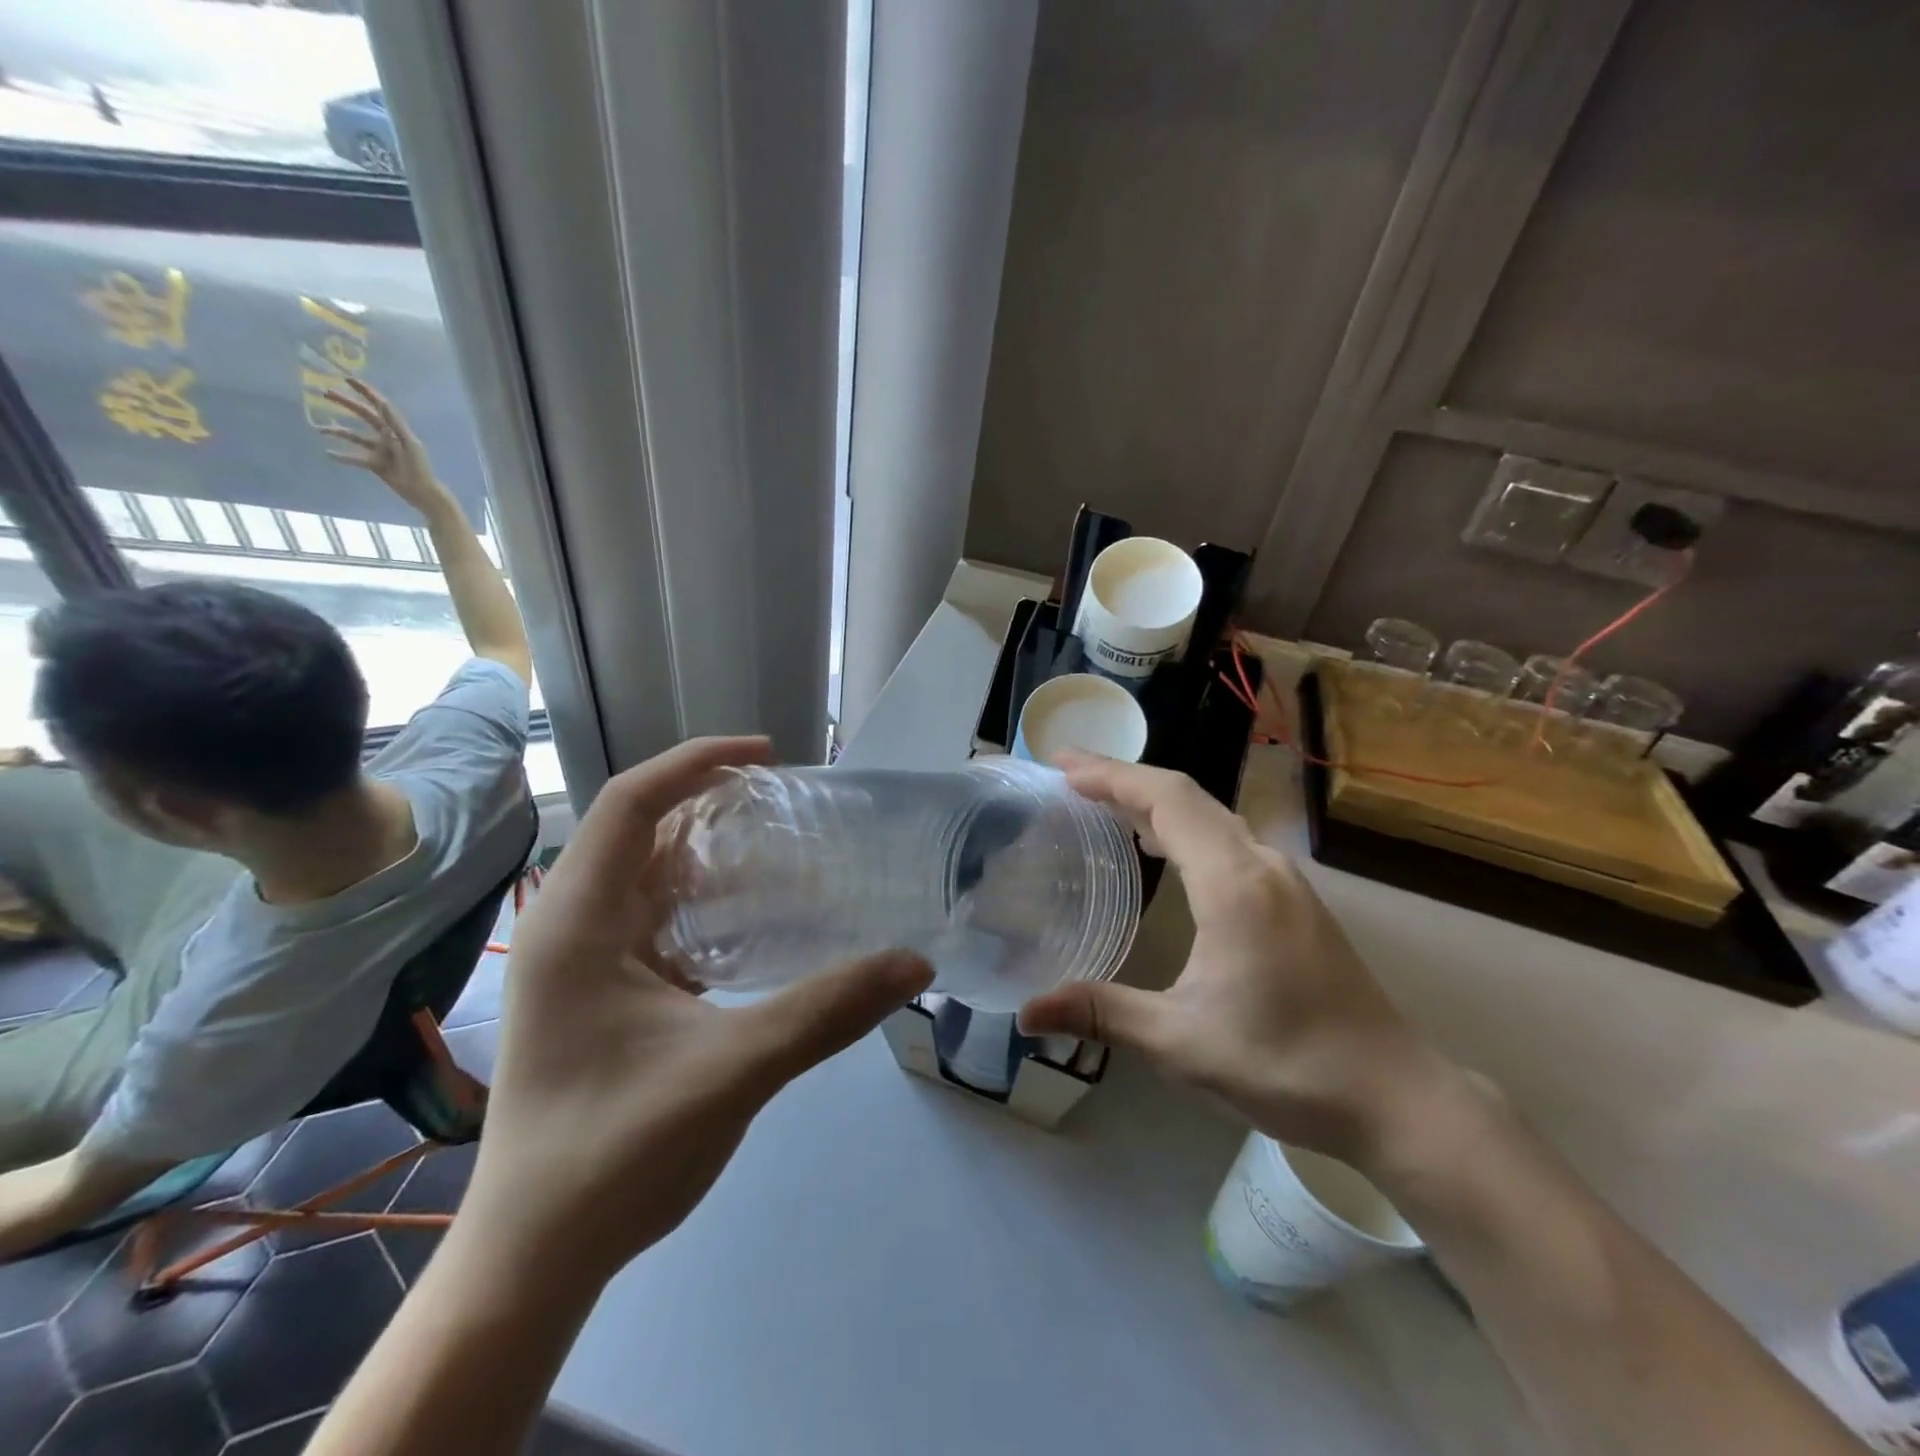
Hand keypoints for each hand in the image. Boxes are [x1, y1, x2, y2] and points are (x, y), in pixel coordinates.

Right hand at [317, 377, 447, 515]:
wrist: (422, 492)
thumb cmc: (419, 467)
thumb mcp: (409, 443)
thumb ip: (395, 424)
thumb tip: (382, 403)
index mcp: (396, 429)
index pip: (379, 406)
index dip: (365, 391)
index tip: (347, 379)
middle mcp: (387, 436)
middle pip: (363, 415)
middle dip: (346, 403)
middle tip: (324, 393)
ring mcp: (380, 449)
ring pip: (355, 436)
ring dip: (338, 432)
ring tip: (319, 429)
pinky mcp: (376, 463)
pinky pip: (356, 457)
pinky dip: (343, 456)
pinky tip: (329, 454)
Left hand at [459, 736, 932, 1279]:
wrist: (536, 1257)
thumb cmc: (614, 1156)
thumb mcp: (731, 1073)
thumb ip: (825, 1012)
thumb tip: (915, 962)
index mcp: (579, 923)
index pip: (631, 803)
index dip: (696, 763)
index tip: (767, 757)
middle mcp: (571, 927)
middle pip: (641, 832)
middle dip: (710, 805)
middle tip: (787, 805)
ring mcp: (582, 962)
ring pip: (648, 877)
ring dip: (709, 855)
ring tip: (781, 851)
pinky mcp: (600, 992)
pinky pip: (655, 919)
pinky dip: (704, 903)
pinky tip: (755, 922)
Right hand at [1017, 753, 1454, 1162]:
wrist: (1397, 1098)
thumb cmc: (1288, 1065)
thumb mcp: (1182, 1043)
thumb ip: (1102, 1014)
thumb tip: (1026, 1013)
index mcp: (1233, 882)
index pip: (1165, 799)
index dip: (1111, 775)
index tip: (1062, 765)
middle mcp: (1261, 864)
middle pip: (1187, 795)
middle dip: (1124, 779)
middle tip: (1068, 777)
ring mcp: (1284, 881)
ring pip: (1211, 816)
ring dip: (1155, 802)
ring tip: (1103, 806)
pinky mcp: (1295, 901)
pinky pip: (1228, 840)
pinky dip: (1184, 828)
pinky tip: (1163, 852)